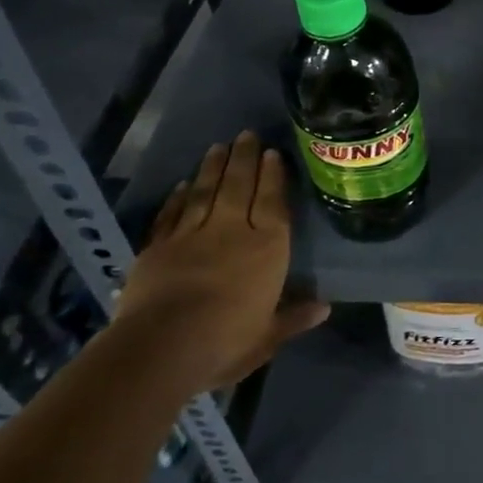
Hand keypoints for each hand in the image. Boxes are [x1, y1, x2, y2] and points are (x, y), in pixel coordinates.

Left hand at [115, 131, 328, 394]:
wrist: (161, 348)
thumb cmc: (226, 342)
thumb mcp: (268, 336)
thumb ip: (294, 317)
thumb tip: (325, 307)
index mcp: (267, 247)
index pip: (272, 202)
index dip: (273, 176)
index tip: (273, 153)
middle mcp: (232, 231)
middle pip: (239, 186)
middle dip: (244, 158)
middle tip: (246, 134)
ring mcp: (191, 236)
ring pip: (206, 192)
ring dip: (213, 168)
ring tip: (219, 146)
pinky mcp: (157, 248)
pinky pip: (171, 215)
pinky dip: (178, 198)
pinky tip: (183, 184)